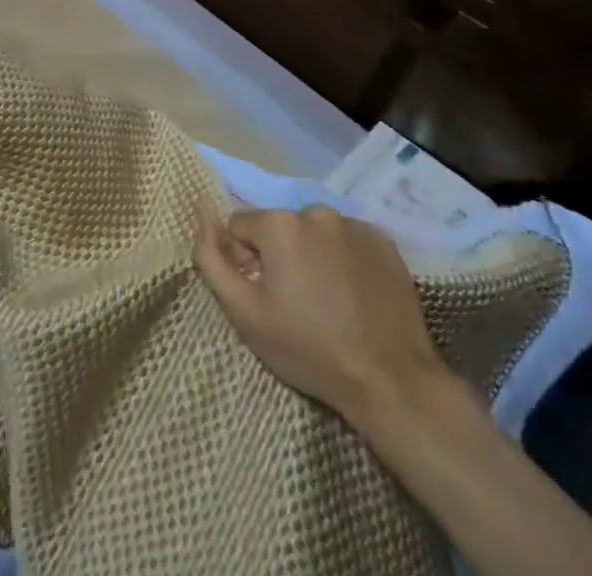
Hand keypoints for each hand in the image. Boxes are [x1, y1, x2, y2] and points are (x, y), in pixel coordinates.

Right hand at [193, 202, 450, 426]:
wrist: (390, 381)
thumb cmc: (308, 348)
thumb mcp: (244, 312)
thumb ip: (210, 257)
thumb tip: (201, 209)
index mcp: (278, 223)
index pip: (241, 228)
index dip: (245, 263)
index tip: (265, 297)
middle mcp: (314, 211)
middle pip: (279, 228)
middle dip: (280, 256)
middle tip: (297, 303)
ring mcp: (353, 224)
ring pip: (314, 232)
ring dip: (312, 255)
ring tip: (328, 300)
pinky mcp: (384, 242)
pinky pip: (348, 240)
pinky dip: (345, 259)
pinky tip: (354, 294)